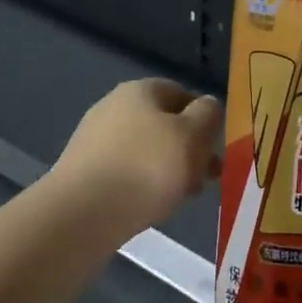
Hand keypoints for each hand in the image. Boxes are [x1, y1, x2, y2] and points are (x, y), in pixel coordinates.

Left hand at [48, 78, 222, 243]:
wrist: (83, 212)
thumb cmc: (146, 168)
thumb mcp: (192, 136)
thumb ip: (208, 115)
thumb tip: (207, 106)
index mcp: (140, 90)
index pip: (182, 93)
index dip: (205, 118)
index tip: (218, 147)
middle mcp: (113, 107)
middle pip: (163, 125)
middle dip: (188, 150)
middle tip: (206, 178)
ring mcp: (95, 139)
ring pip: (146, 151)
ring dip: (169, 170)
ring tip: (182, 198)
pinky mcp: (84, 170)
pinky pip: (126, 172)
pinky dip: (143, 185)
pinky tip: (151, 206)